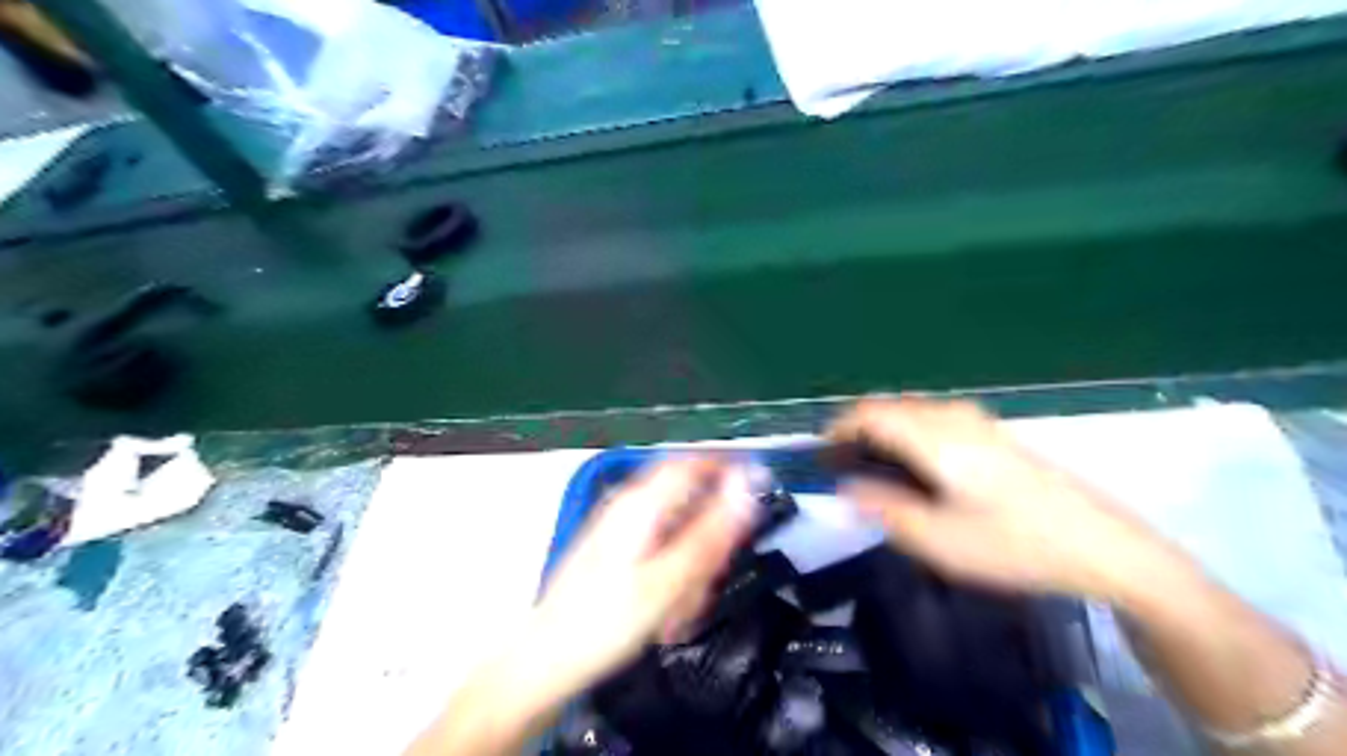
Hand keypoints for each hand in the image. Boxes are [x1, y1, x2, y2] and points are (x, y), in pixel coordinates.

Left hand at [528, 455, 756, 697]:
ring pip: (677, 533)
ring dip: (690, 567)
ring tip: (679, 611)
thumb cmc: (607, 620)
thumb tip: (745, 485)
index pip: (693, 463)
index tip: (756, 493)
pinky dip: (672, 578)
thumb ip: (711, 531)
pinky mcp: (617, 553)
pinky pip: (660, 553)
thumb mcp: (669, 580)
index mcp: (642, 503)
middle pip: (689, 503)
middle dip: (707, 540)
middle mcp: (630, 506)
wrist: (547, 659)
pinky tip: (665, 613)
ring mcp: (621, 529)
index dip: (728, 469)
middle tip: (707, 581)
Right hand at [832, 396, 1181, 600]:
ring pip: (912, 410)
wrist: (1102, 546)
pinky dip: (907, 432)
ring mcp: (977, 422)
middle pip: (890, 406)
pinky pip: (932, 418)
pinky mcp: (993, 433)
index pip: (871, 413)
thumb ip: (885, 510)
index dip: (838, 427)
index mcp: (937, 438)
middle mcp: (953, 418)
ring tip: (870, 466)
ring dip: (882, 429)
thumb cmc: (1015, 544)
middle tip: (841, 465)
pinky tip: (914, 466)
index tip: (819, 454)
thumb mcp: (940, 541)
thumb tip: (845, 489)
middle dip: (857, 428)